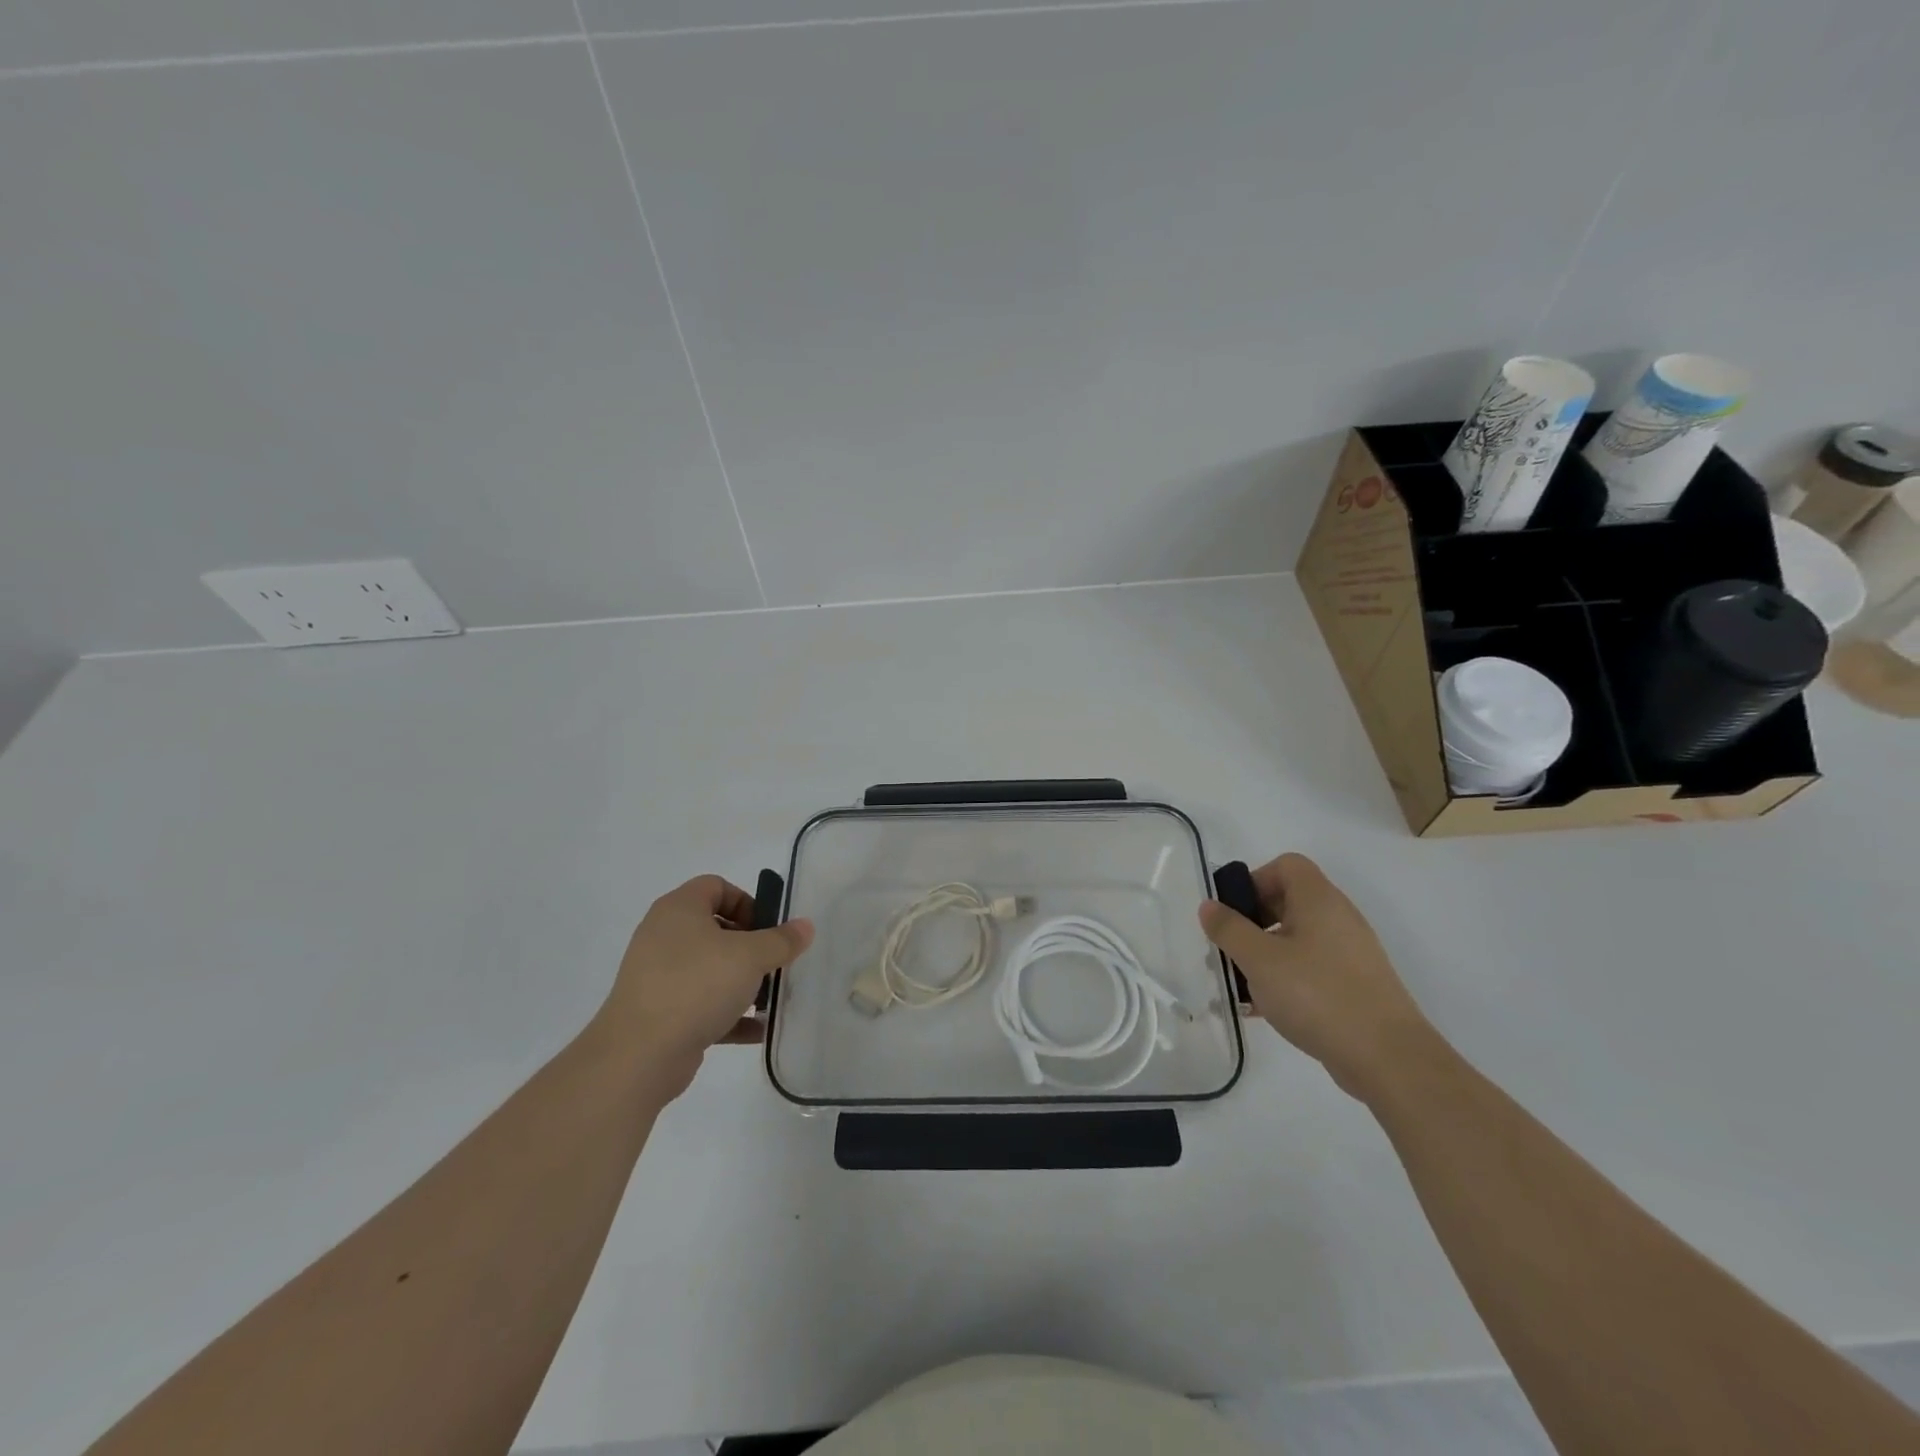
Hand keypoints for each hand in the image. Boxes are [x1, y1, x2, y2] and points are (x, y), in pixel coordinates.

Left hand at [594, 875, 813, 1095]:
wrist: (638, 1055)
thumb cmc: (697, 986)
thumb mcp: (750, 957)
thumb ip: (781, 940)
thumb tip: (805, 926)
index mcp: (679, 909)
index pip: (716, 886)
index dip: (747, 901)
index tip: (768, 929)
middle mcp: (664, 936)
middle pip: (715, 928)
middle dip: (750, 947)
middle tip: (773, 964)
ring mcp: (658, 976)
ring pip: (710, 969)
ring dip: (742, 982)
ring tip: (769, 999)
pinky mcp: (659, 1013)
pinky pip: (701, 1004)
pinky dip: (728, 1014)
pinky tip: (756, 1030)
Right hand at [1200, 853, 1433, 1101]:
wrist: (1388, 1058)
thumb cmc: (1317, 994)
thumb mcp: (1259, 959)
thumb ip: (1229, 929)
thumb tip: (1209, 906)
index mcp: (1319, 900)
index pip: (1287, 865)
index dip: (1255, 880)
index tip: (1233, 912)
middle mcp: (1338, 918)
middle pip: (1289, 902)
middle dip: (1252, 922)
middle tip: (1229, 949)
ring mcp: (1350, 953)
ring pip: (1297, 940)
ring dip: (1264, 955)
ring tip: (1240, 985)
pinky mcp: (1355, 986)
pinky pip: (1311, 969)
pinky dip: (1285, 979)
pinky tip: (1263, 1009)